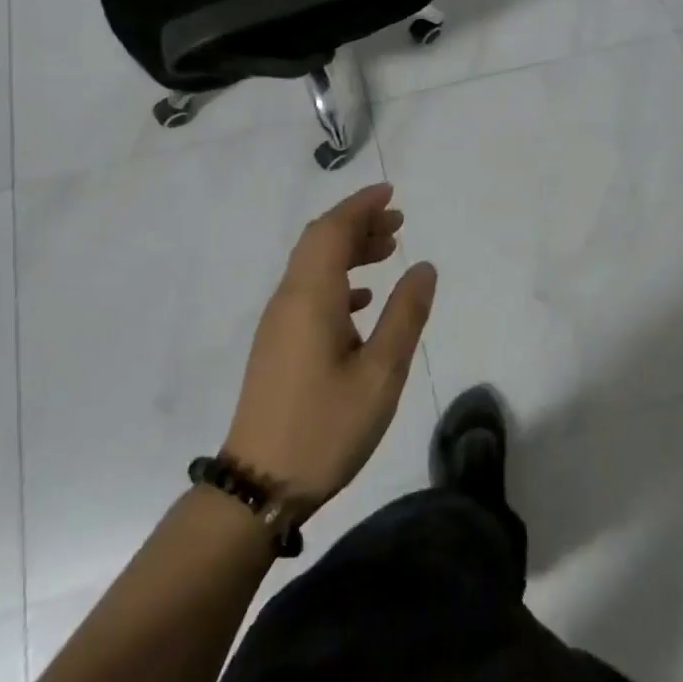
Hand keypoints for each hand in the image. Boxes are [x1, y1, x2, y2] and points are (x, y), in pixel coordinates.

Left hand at [223, 183, 437, 508]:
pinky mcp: (277, 345)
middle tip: (397, 223)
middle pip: (320, 241)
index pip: (332, 230)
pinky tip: (362, 300)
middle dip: (357, 223)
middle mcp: (289, 299)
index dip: (360, 206)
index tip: (391, 193)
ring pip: (313, 265)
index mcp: (311, 297)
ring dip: (348, 250)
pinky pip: (308, 290)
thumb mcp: (380, 375)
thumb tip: (424, 267)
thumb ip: (405, 316)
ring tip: (388, 252)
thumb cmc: (324, 428)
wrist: (258, 487)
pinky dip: (337, 279)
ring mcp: (279, 322)